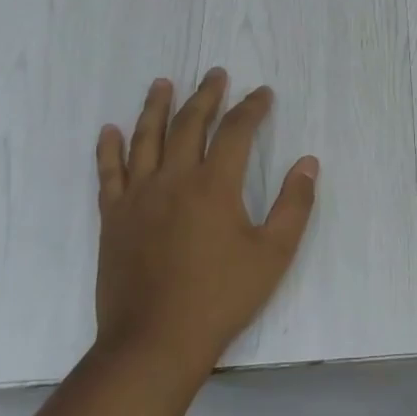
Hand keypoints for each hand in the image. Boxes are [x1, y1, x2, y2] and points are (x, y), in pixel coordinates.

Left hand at [93, 69, 317, 376]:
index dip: (252, 107)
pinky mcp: (113, 218)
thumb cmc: (221, 297)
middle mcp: (173, 180)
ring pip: (145, 139)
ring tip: (162, 82)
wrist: (155, 341)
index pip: (236, 131)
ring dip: (156, 107)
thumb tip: (308, 163)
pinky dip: (109, 148)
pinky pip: (109, 173)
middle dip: (206, 95)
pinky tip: (110, 130)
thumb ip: (294, 205)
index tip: (263, 93)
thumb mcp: (273, 254)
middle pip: (188, 124)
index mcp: (214, 186)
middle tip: (215, 74)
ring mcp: (137, 198)